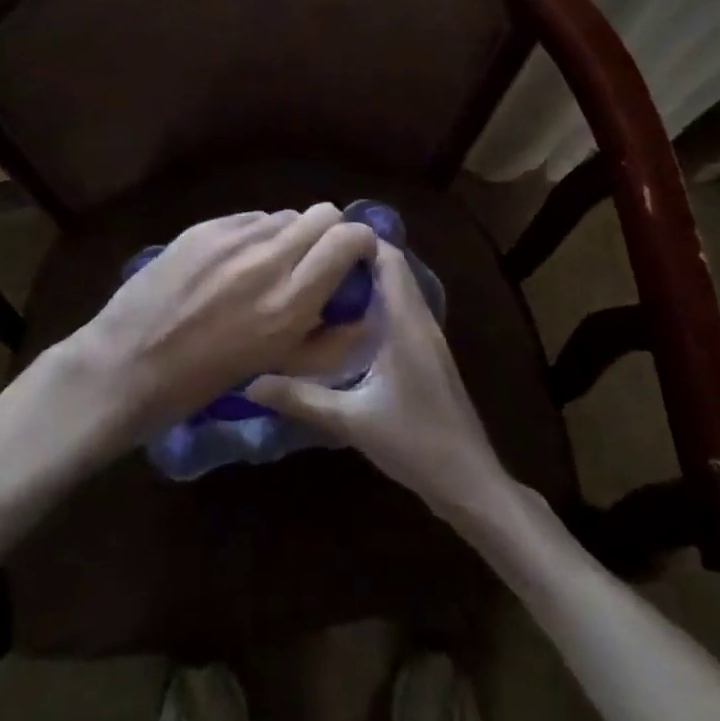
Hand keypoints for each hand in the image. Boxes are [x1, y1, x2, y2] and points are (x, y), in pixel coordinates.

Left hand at [71, 205, 376, 437]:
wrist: (126, 364)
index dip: (360, 243)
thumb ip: (329, 341)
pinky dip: (255, 235)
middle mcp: (267, 259)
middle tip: (315, 260)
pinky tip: (234, 263)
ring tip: (269, 266)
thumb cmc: (202, 382)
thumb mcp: (277, 369)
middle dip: (329, 232)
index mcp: (291, 302)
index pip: (348, 238)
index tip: (354, 259)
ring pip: (284, 215)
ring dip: (289, 236)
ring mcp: (232, 237)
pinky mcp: (204, 227)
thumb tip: (363, 313)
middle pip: (322, 213)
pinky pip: (249, 219)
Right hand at [246, 243, 508, 523]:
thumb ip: (300, 398)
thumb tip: (250, 382)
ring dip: (367, 281)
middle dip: (356, 259)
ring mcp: (429, 338)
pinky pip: (402, 311)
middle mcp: (421, 321)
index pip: (388, 259)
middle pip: (393, 270)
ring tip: (322, 284)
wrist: (469, 482)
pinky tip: (347, 323)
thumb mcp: (350, 420)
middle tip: (311, 260)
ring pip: (398, 290)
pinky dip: (377, 303)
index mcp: (406, 323)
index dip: (358, 241)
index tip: (319, 238)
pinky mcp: (430, 355)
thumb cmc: (414, 442)